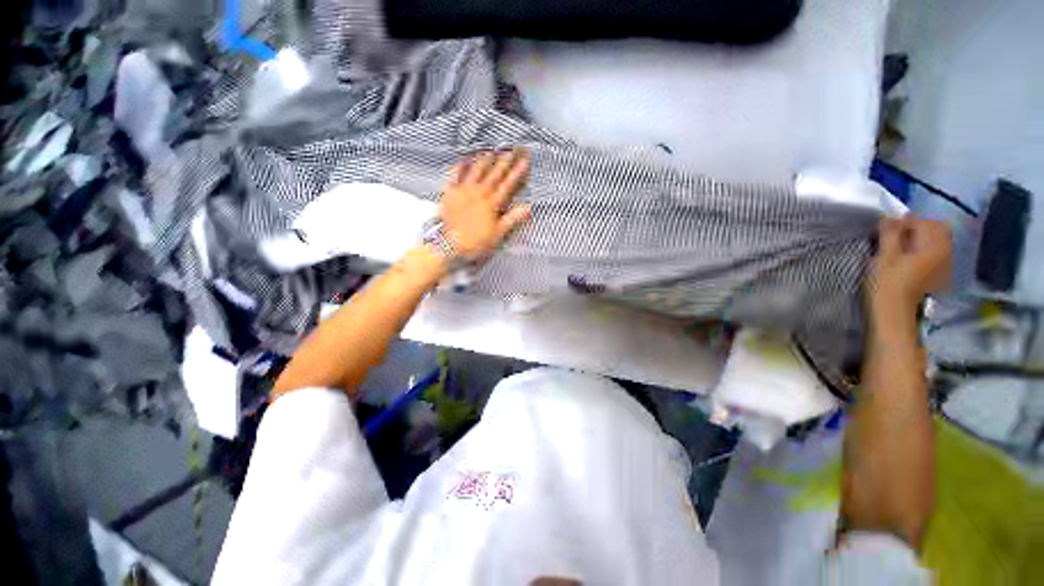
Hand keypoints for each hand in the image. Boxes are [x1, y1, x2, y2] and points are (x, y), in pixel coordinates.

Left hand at [439, 149, 531, 260]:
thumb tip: (528, 207)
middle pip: (494, 174)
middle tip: (512, 149)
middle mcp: (479, 193)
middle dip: (504, 161)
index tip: (525, 160)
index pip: (508, 184)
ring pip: (476, 171)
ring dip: (485, 161)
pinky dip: (459, 167)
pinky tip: (463, 159)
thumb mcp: (498, 234)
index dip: (517, 172)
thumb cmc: (476, 242)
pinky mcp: (450, 193)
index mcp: (492, 203)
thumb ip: (512, 219)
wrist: (450, 245)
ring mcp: (463, 191)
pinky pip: (454, 176)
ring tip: (491, 151)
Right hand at [868, 216, 952, 314]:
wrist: (893, 312)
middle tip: (896, 235)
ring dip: (920, 238)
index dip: (906, 222)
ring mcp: (943, 263)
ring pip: (936, 241)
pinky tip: (910, 257)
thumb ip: (891, 234)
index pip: (924, 222)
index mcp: (933, 246)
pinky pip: (935, 252)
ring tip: (901, 245)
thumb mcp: (885, 256)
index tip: (889, 227)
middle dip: (916, 228)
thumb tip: (891, 216)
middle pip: (935, 230)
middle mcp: (944, 251)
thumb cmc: (886, 284)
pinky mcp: (938, 273)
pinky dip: (923, 249)